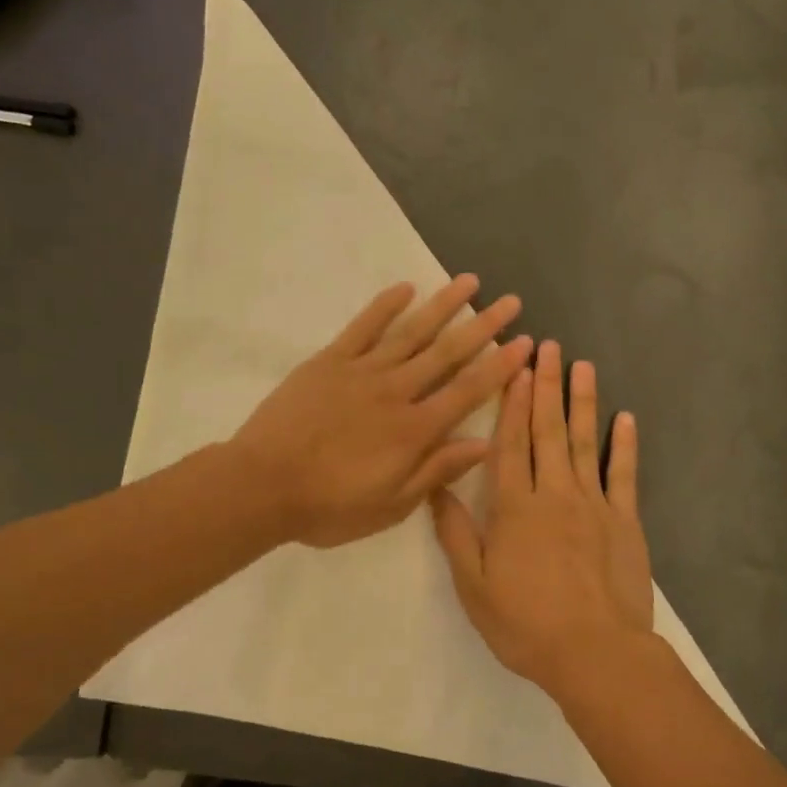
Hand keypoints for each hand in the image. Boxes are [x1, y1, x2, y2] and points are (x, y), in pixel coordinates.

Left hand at [232, 276, 531, 547]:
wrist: (261, 486)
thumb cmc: (329, 506)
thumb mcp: (391, 505)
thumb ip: (436, 471)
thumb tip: (483, 444)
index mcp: (415, 430)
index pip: (468, 391)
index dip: (500, 367)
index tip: (525, 342)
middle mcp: (396, 392)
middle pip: (447, 353)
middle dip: (483, 326)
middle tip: (511, 300)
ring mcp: (362, 371)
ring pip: (411, 333)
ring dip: (443, 306)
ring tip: (469, 281)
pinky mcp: (329, 362)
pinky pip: (362, 328)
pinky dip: (384, 306)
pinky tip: (405, 288)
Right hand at [431, 340, 654, 698]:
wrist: (594, 653)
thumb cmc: (525, 624)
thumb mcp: (474, 586)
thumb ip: (457, 534)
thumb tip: (436, 489)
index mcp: (515, 508)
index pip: (511, 444)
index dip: (512, 404)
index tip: (516, 368)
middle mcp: (554, 494)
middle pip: (548, 431)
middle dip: (546, 387)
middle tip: (549, 347)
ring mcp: (594, 505)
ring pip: (584, 443)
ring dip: (583, 402)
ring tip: (582, 366)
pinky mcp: (625, 521)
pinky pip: (624, 475)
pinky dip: (624, 445)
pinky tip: (625, 418)